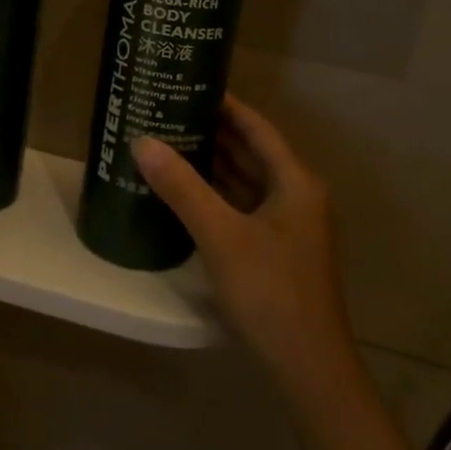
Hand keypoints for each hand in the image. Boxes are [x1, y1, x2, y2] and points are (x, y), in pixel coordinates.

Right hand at [134, 95, 352, 385]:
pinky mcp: (276, 249)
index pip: (257, 127)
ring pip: (246, 180)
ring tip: (170, 140)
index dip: (225, 104)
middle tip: (169, 110)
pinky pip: (243, 206)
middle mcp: (296, 195)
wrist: (308, 366)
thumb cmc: (271, 291)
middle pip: (252, 151)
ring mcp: (288, 224)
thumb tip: (142, 141)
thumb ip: (182, 187)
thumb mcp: (221, 235)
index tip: (189, 84)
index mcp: (294, 181)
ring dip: (213, 162)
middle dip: (213, 131)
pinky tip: (185, 189)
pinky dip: (217, 193)